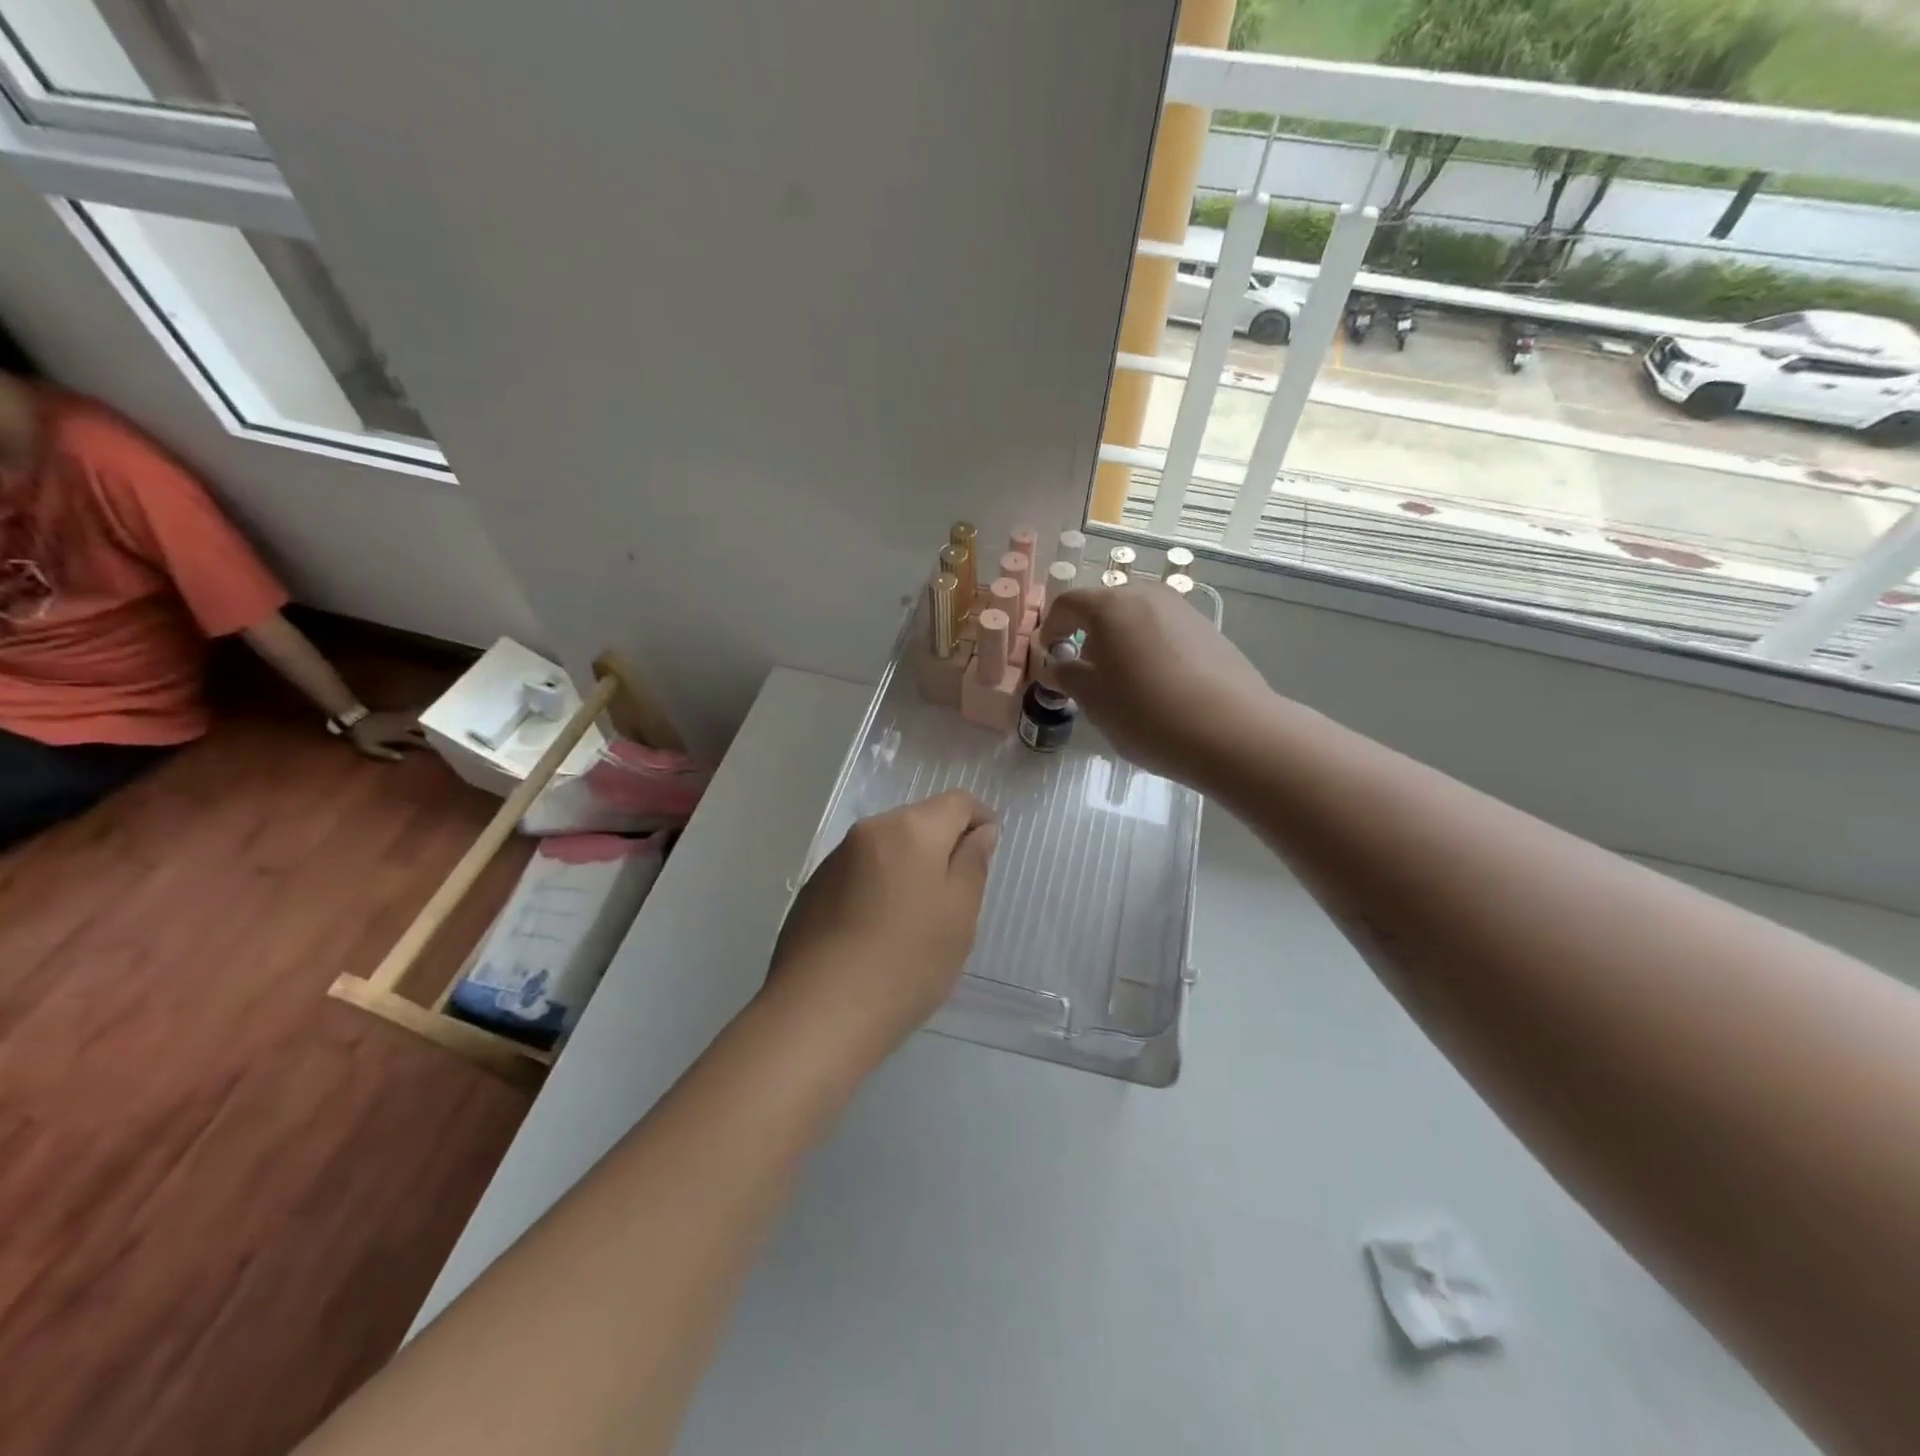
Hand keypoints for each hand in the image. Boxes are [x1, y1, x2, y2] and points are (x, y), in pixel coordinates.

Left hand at [346, 708, 427, 761]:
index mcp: (400, 735)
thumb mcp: (371, 748)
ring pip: (415, 722)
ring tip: (420, 732)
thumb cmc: (362, 735)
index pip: (418, 741)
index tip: (432, 749)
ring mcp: (399, 719)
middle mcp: (403, 726)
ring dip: (419, 727)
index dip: (426, 745)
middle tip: (426, 740)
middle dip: (424, 735)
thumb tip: (403, 757)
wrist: (354, 717)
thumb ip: (387, 753)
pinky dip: (411, 721)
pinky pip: (407, 717)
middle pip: (419, 730)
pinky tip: (410, 723)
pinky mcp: (393, 714)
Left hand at [768, 791, 998, 1061]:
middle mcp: (869, 831)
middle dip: (943, 845)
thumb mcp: (959, 914)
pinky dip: (879, 887)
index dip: (981, 819)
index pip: (957, 801)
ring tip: (917, 919)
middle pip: (919, 820)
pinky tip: (879, 931)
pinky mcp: (813, 889)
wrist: (820, 1013)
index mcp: (910, 829)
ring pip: (887, 847)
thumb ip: (974, 862)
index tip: (989, 853)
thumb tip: (981, 830)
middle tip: (957, 896)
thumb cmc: (907, 962)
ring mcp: (834, 860)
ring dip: (909, 867)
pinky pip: (860, 872)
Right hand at [1038, 582, 1271, 785]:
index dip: (1051, 628)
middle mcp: (1147, 596)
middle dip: (1088, 635)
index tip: (1049, 656)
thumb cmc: (1146, 713)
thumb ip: (1067, 676)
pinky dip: (1150, 650)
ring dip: (1121, 643)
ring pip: (1138, 619)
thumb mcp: (1093, 700)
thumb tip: (1056, 665)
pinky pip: (1165, 633)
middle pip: (1105, 607)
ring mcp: (1183, 611)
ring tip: (1123, 683)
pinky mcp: (1209, 631)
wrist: (1231, 732)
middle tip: (1085, 672)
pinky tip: (1158, 688)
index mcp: (1111, 606)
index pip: (1067, 604)